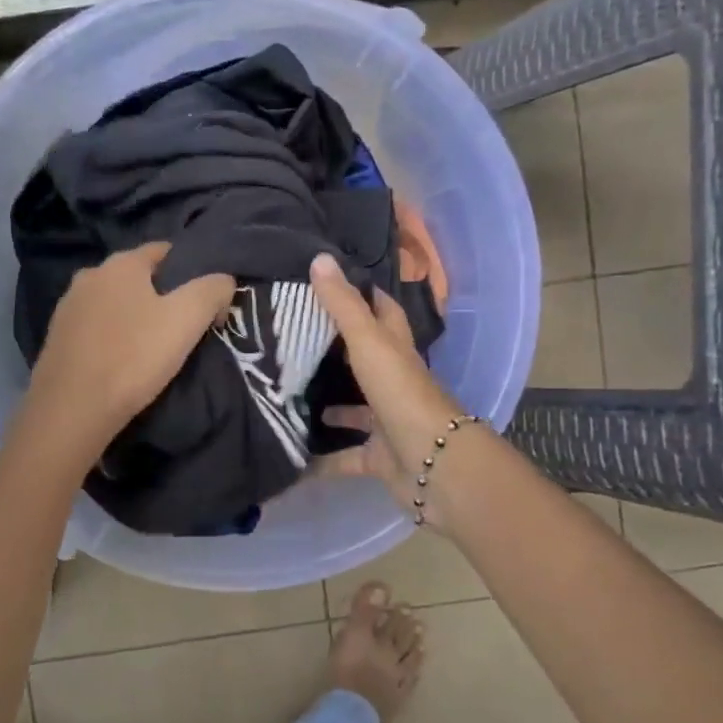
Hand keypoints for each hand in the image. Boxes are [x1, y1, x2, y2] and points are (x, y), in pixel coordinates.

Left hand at [21, 243, 235, 460]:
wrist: (72, 409)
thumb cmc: (133, 357)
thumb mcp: (187, 319)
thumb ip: (213, 290)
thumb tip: (223, 282)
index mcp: (121, 264)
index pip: (164, 251)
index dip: (191, 269)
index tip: (207, 300)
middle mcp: (89, 276)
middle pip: (137, 277)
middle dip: (162, 294)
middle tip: (184, 325)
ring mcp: (68, 307)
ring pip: (114, 303)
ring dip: (135, 317)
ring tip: (154, 346)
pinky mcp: (57, 338)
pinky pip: (96, 328)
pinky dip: (113, 337)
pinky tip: (123, 360)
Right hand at [306, 253, 478, 528]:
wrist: (436, 464)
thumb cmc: (402, 394)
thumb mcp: (369, 343)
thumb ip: (344, 306)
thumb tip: (320, 257)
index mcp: (396, 351)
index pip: (384, 312)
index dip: (364, 294)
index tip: (331, 280)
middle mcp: (394, 382)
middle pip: (365, 360)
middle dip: (335, 351)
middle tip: (293, 338)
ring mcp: (388, 422)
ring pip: (355, 411)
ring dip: (329, 407)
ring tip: (287, 397)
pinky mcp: (380, 457)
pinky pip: (345, 458)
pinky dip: (322, 461)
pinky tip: (293, 456)